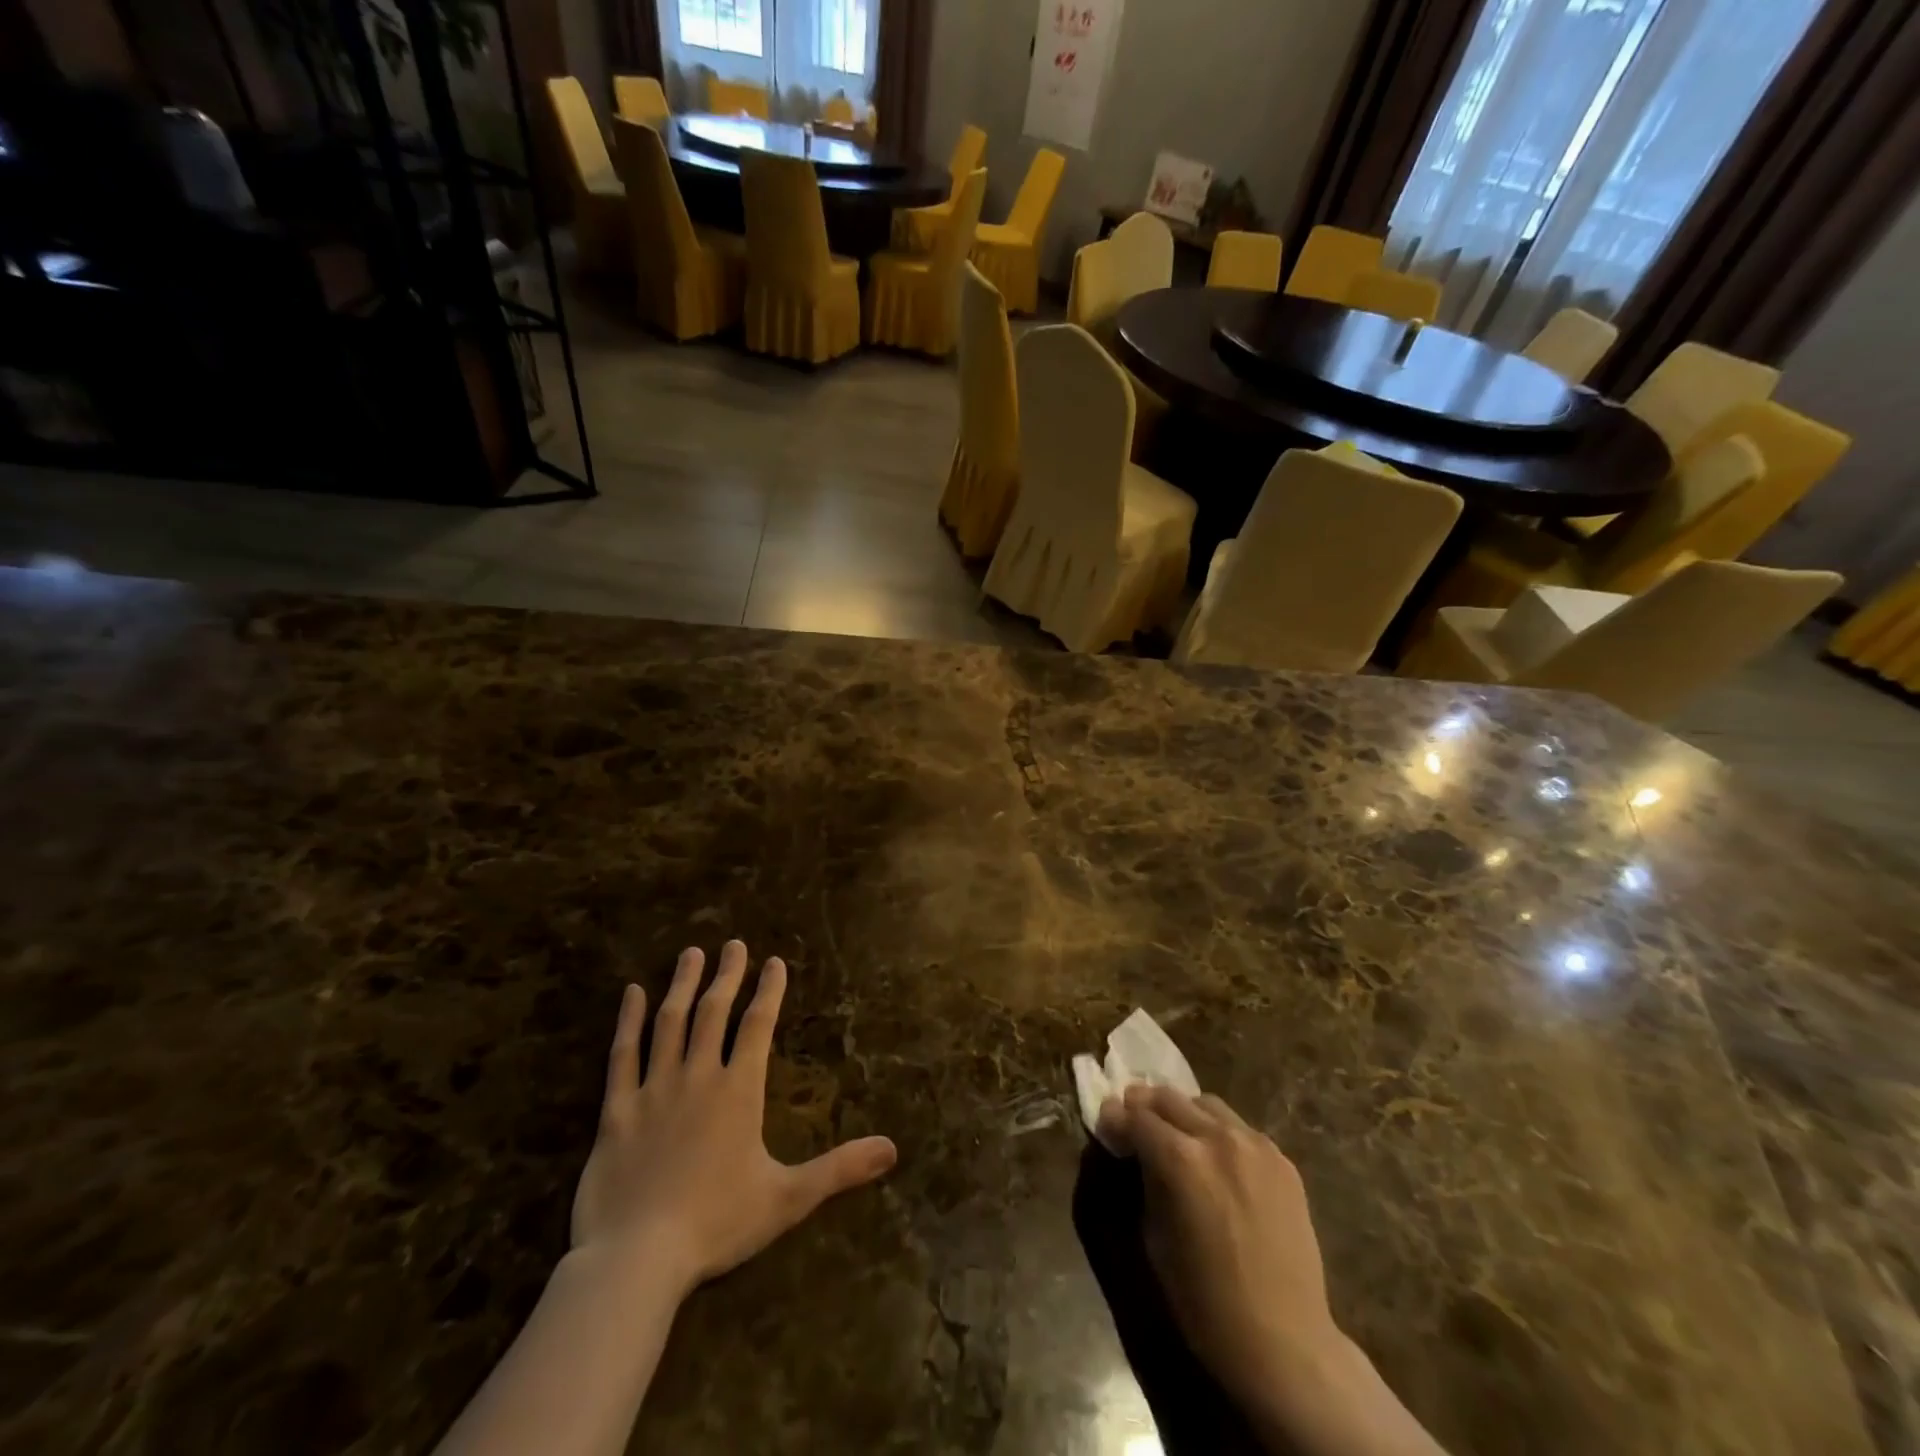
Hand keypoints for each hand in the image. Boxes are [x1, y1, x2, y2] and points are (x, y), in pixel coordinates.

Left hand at [571, 941, 897, 1297]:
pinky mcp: (616, 1110)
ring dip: (683, 985)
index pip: (758, 1026)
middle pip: (714, 1012)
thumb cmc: (717, 1225)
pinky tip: (631, 993)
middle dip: (727, 974)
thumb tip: (893, 1149)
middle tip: (734, 944)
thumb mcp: (788, 1198)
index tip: (774, 961)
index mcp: (739, 1091)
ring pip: (670, 1022)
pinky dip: (627, 1021)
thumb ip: (840, 1168)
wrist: (637, 1260)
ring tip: (691, 954)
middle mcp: (698, 1077)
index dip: (768, 991)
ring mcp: (653, 1089)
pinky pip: (622, 1055)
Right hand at [1096, 1086, 1342, 1412]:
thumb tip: (1130, 1148)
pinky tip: (1216, 1161)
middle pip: (1168, 1098)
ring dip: (1183, 1113)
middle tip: (1132, 1123)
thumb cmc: (1204, 1302)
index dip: (1114, 1120)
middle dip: (1144, 1107)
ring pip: (1206, 1104)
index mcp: (1180, 1159)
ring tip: (1176, 1137)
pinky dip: (1218, 1132)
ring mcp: (1255, 1145)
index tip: (1106, 1126)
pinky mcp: (1282, 1160)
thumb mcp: (1154, 1236)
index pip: (1135, 1117)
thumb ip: (1143, 1179)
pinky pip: (1240, 1128)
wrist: (1284, 1343)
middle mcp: (1217, 1137)